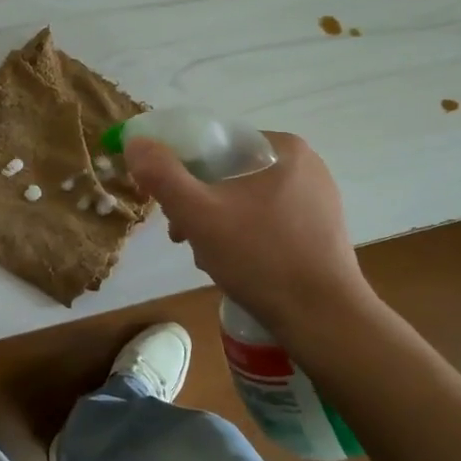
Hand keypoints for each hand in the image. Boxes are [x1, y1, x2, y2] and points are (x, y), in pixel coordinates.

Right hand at [123, 132, 375, 338]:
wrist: (324, 319)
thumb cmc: (261, 258)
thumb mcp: (199, 214)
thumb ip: (162, 175)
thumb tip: (136, 141)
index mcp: (282, 148)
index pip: (214, 143)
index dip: (180, 168)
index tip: (166, 202)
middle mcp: (304, 166)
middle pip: (227, 173)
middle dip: (197, 203)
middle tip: (182, 235)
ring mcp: (315, 200)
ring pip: (243, 199)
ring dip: (214, 223)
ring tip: (205, 256)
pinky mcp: (318, 231)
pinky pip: (264, 221)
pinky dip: (241, 236)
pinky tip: (232, 264)